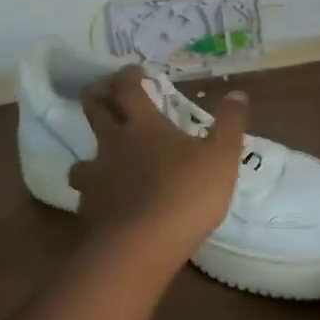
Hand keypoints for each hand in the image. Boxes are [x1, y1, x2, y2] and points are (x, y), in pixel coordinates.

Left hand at [67, 67, 247, 268]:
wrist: (140, 249)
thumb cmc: (185, 193)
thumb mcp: (221, 156)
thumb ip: (230, 123)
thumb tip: (237, 94)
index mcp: (142, 126)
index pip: (127, 88)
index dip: (128, 75)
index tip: (135, 71)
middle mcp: (112, 145)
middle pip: (93, 111)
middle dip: (97, 97)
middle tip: (105, 94)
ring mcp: (96, 179)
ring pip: (82, 157)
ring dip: (91, 151)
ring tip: (105, 157)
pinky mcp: (89, 212)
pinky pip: (88, 194)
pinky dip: (97, 192)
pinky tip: (111, 202)